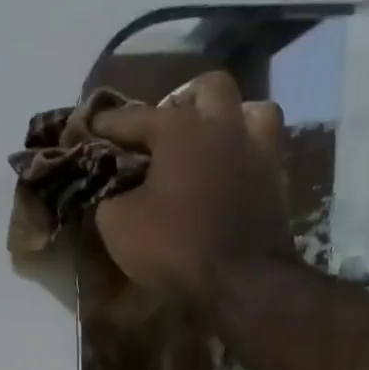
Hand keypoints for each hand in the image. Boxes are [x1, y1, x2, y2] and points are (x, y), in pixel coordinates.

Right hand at [90, 71, 295, 305]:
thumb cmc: (174, 246)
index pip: (136, 116)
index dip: (109, 123)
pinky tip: (231, 173)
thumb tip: (111, 192)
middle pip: (209, 87)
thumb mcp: (118, 226)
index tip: (91, 127)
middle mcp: (224, 126)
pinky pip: (264, 150)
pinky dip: (245, 154)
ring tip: (211, 142)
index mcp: (181, 129)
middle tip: (166, 127)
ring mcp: (258, 151)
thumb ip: (108, 199)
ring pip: (251, 110)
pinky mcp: (277, 181)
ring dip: (229, 119)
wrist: (241, 281)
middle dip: (184, 100)